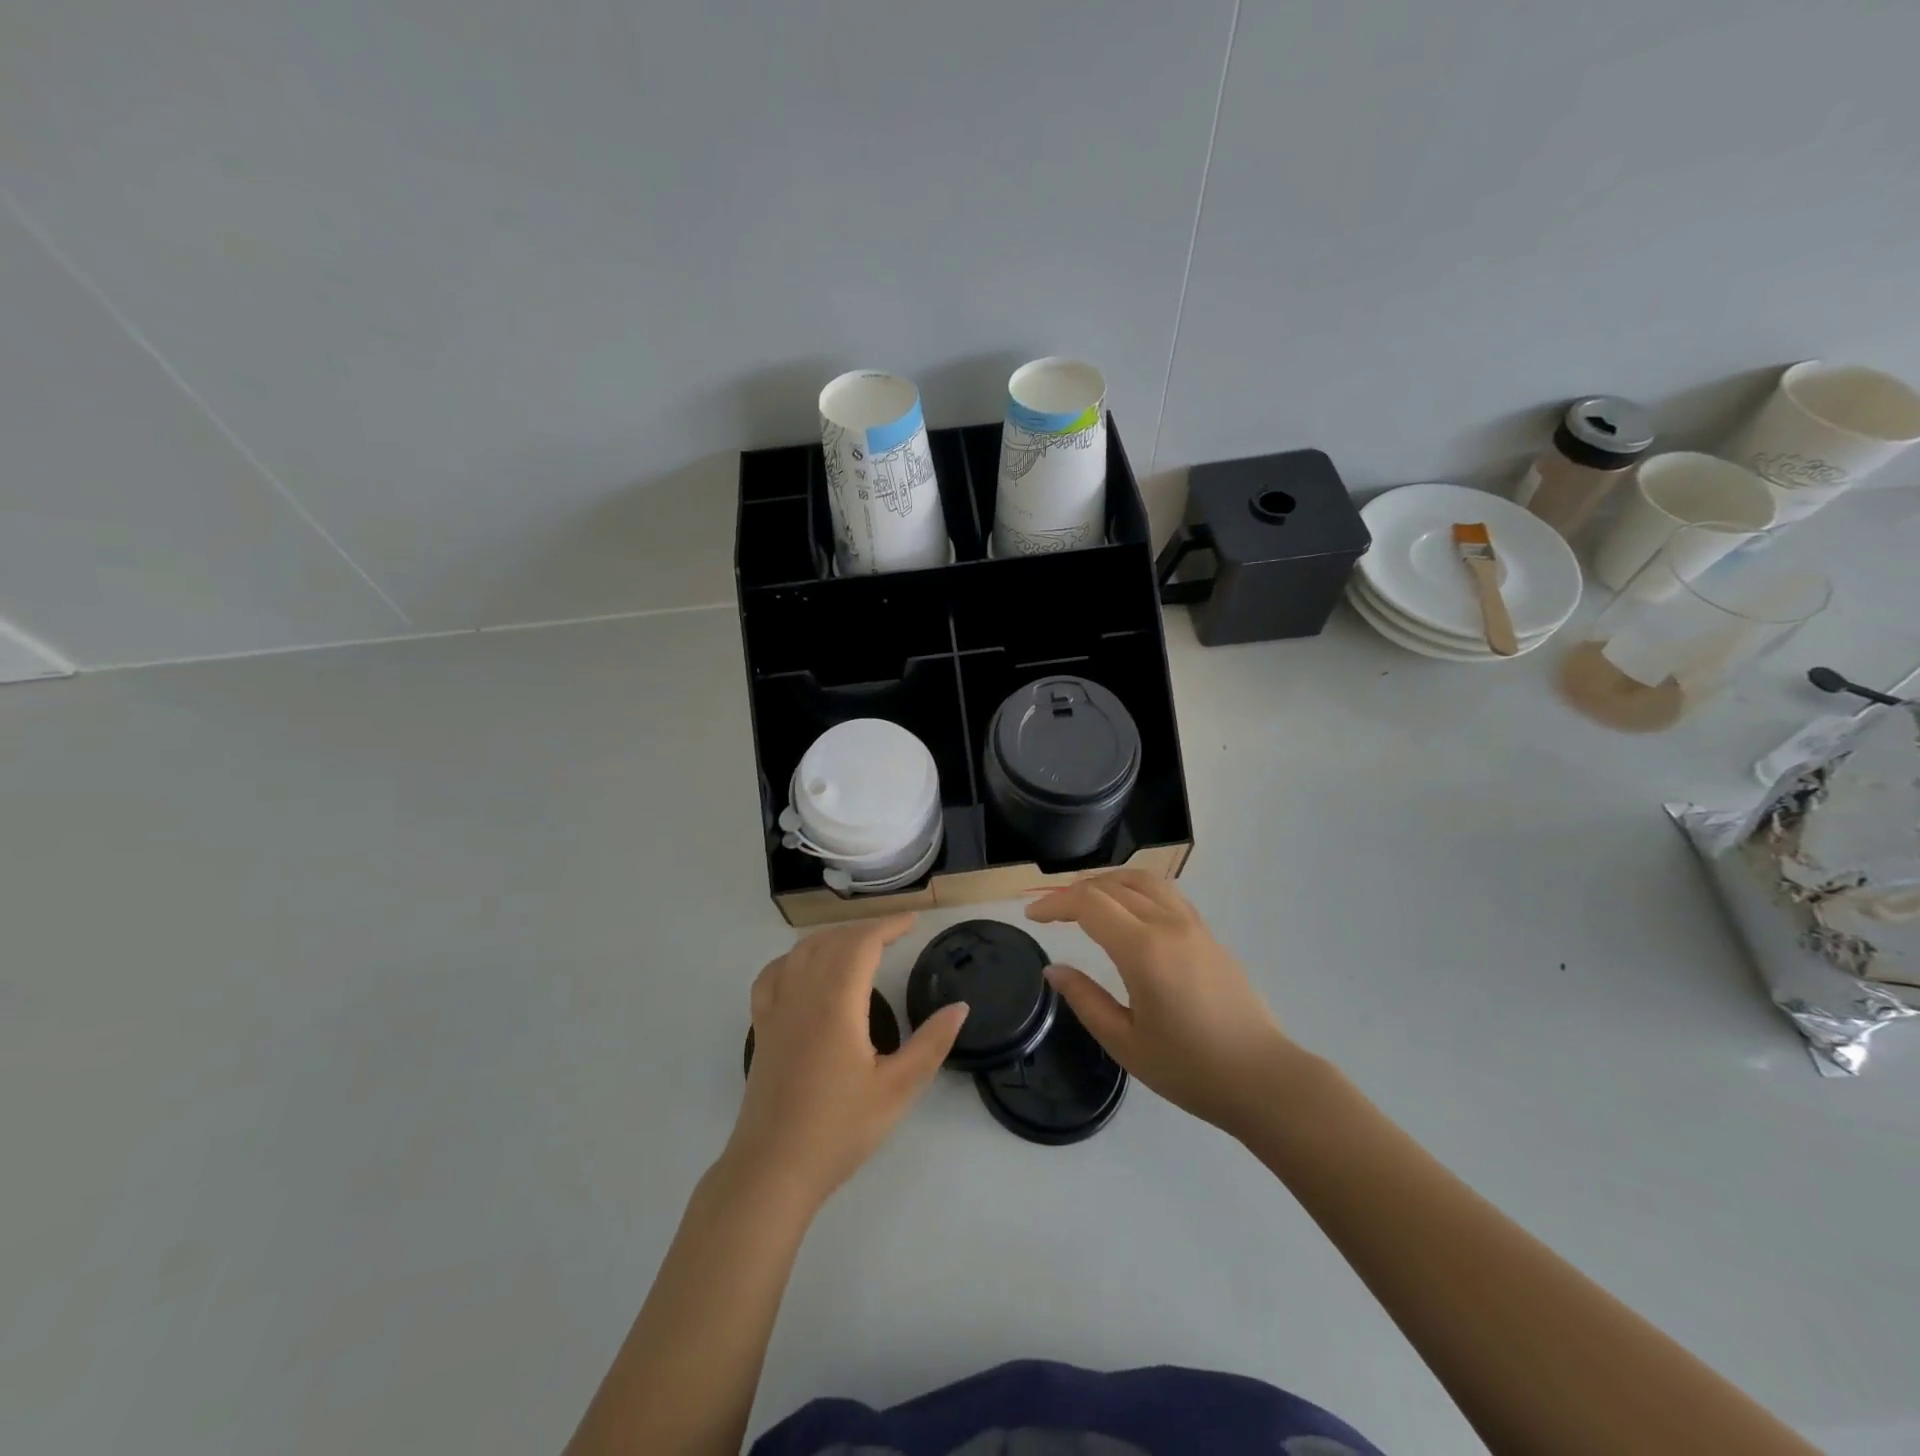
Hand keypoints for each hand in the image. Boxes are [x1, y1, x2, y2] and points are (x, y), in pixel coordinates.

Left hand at [726, 915, 967, 1213]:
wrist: (773, 1169)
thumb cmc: (839, 1128)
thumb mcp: (897, 1089)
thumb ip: (931, 1044)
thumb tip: (960, 1007)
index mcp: (837, 1002)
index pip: (862, 943)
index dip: (888, 925)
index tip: (913, 922)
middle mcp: (803, 993)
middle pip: (833, 941)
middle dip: (865, 929)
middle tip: (895, 933)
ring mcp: (776, 1009)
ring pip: (802, 951)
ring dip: (833, 937)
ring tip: (859, 943)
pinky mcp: (761, 1027)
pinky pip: (774, 974)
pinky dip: (794, 958)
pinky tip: (803, 967)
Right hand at [1028, 870, 1296, 1139]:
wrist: (1262, 1079)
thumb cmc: (1190, 1069)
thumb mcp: (1125, 1043)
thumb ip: (1085, 1000)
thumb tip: (1054, 969)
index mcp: (1144, 950)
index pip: (1089, 904)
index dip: (1055, 904)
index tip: (1032, 917)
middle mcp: (1168, 925)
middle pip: (1112, 885)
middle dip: (1074, 892)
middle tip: (1051, 912)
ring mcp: (1193, 926)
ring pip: (1143, 880)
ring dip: (1107, 882)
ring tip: (1085, 901)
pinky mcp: (1208, 934)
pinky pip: (1166, 893)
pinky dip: (1136, 889)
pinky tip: (1127, 911)